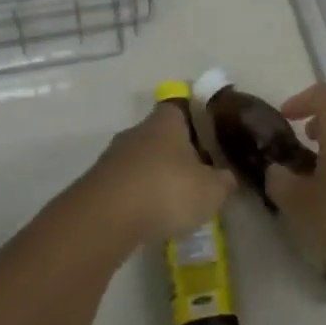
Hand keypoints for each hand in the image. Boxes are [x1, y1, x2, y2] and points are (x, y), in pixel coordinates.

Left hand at [79, 103, 236, 247]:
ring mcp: (114, 155)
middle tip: (196, 174)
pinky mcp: (98, 182)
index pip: (182, 107)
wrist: (106, 217)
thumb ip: (223, 181)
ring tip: (173, 201)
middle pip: (161, 135)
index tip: (208, 138)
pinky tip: (148, 215)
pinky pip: (126, 182)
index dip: (196, 120)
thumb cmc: (166, 190)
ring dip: (155, 175)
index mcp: (166, 121)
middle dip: (177, 153)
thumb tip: (226, 176)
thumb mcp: (211, 191)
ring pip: (142, 159)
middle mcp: (138, 130)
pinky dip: (138, 195)